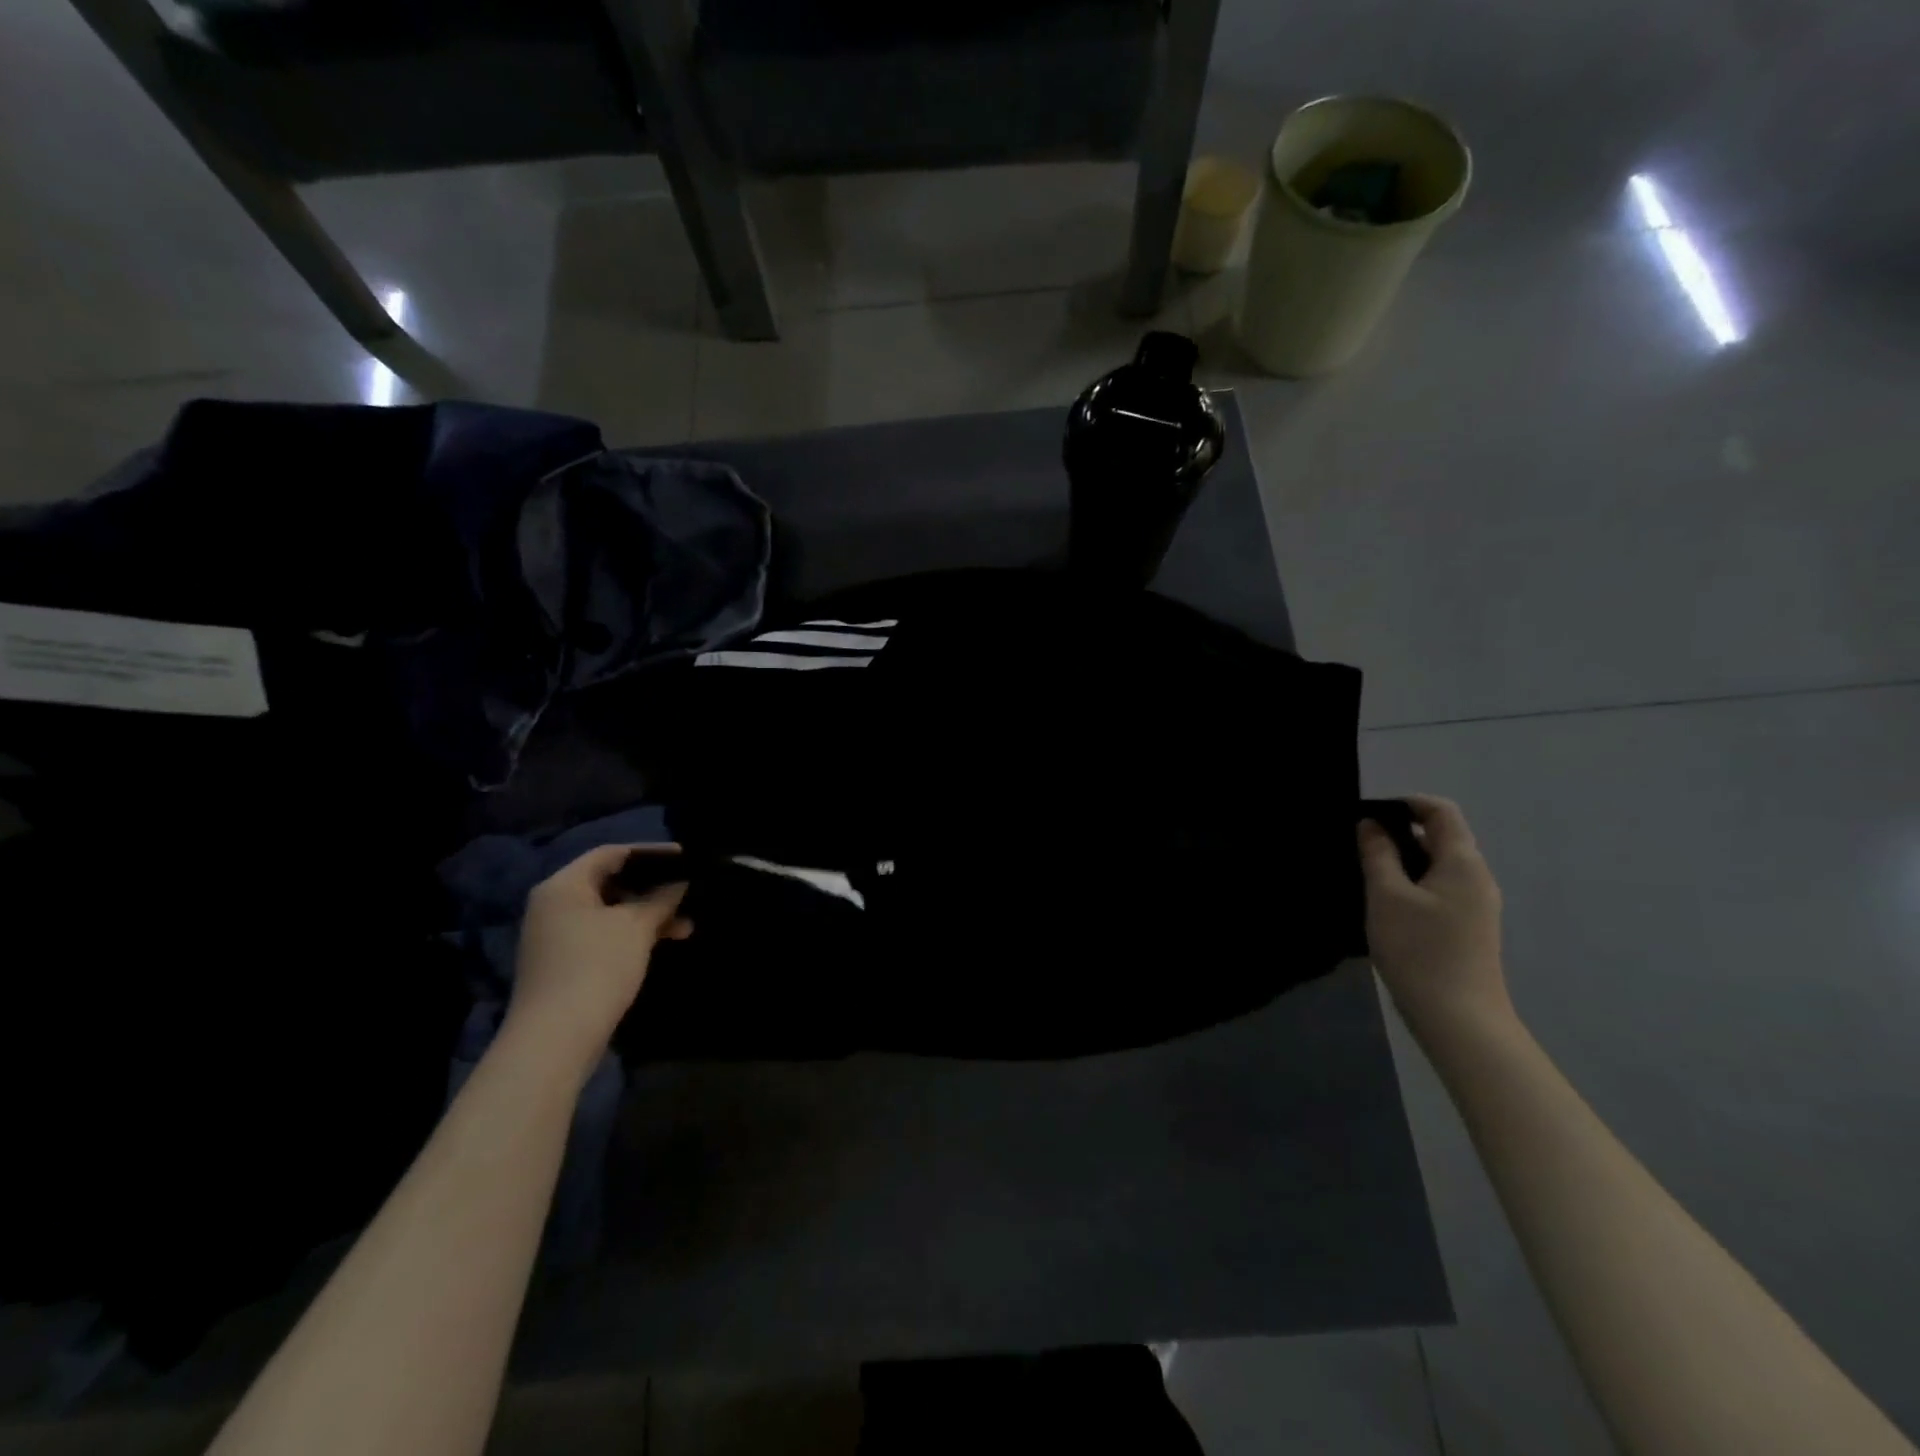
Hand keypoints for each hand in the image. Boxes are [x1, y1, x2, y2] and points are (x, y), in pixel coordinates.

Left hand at [505, 844, 692, 1077]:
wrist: (555, 1038)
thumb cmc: (596, 967)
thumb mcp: (636, 927)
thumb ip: (661, 899)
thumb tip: (681, 882)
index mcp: (564, 885)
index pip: (611, 853)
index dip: (650, 852)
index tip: (685, 857)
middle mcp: (553, 905)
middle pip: (610, 882)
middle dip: (652, 887)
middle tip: (687, 891)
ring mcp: (556, 936)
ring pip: (609, 912)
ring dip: (647, 914)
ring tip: (685, 925)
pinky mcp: (563, 962)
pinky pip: (603, 934)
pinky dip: (631, 934)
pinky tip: (660, 943)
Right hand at [1357, 795, 1513, 1045]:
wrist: (1458, 1018)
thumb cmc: (1419, 949)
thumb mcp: (1386, 895)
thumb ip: (1378, 854)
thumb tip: (1371, 825)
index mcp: (1463, 862)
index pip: (1441, 811)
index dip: (1406, 803)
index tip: (1368, 814)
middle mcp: (1476, 878)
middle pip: (1441, 837)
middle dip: (1400, 833)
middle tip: (1358, 845)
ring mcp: (1475, 905)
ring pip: (1437, 866)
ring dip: (1403, 860)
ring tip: (1366, 873)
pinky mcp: (1467, 928)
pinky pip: (1439, 889)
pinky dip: (1412, 884)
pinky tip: (1385, 903)